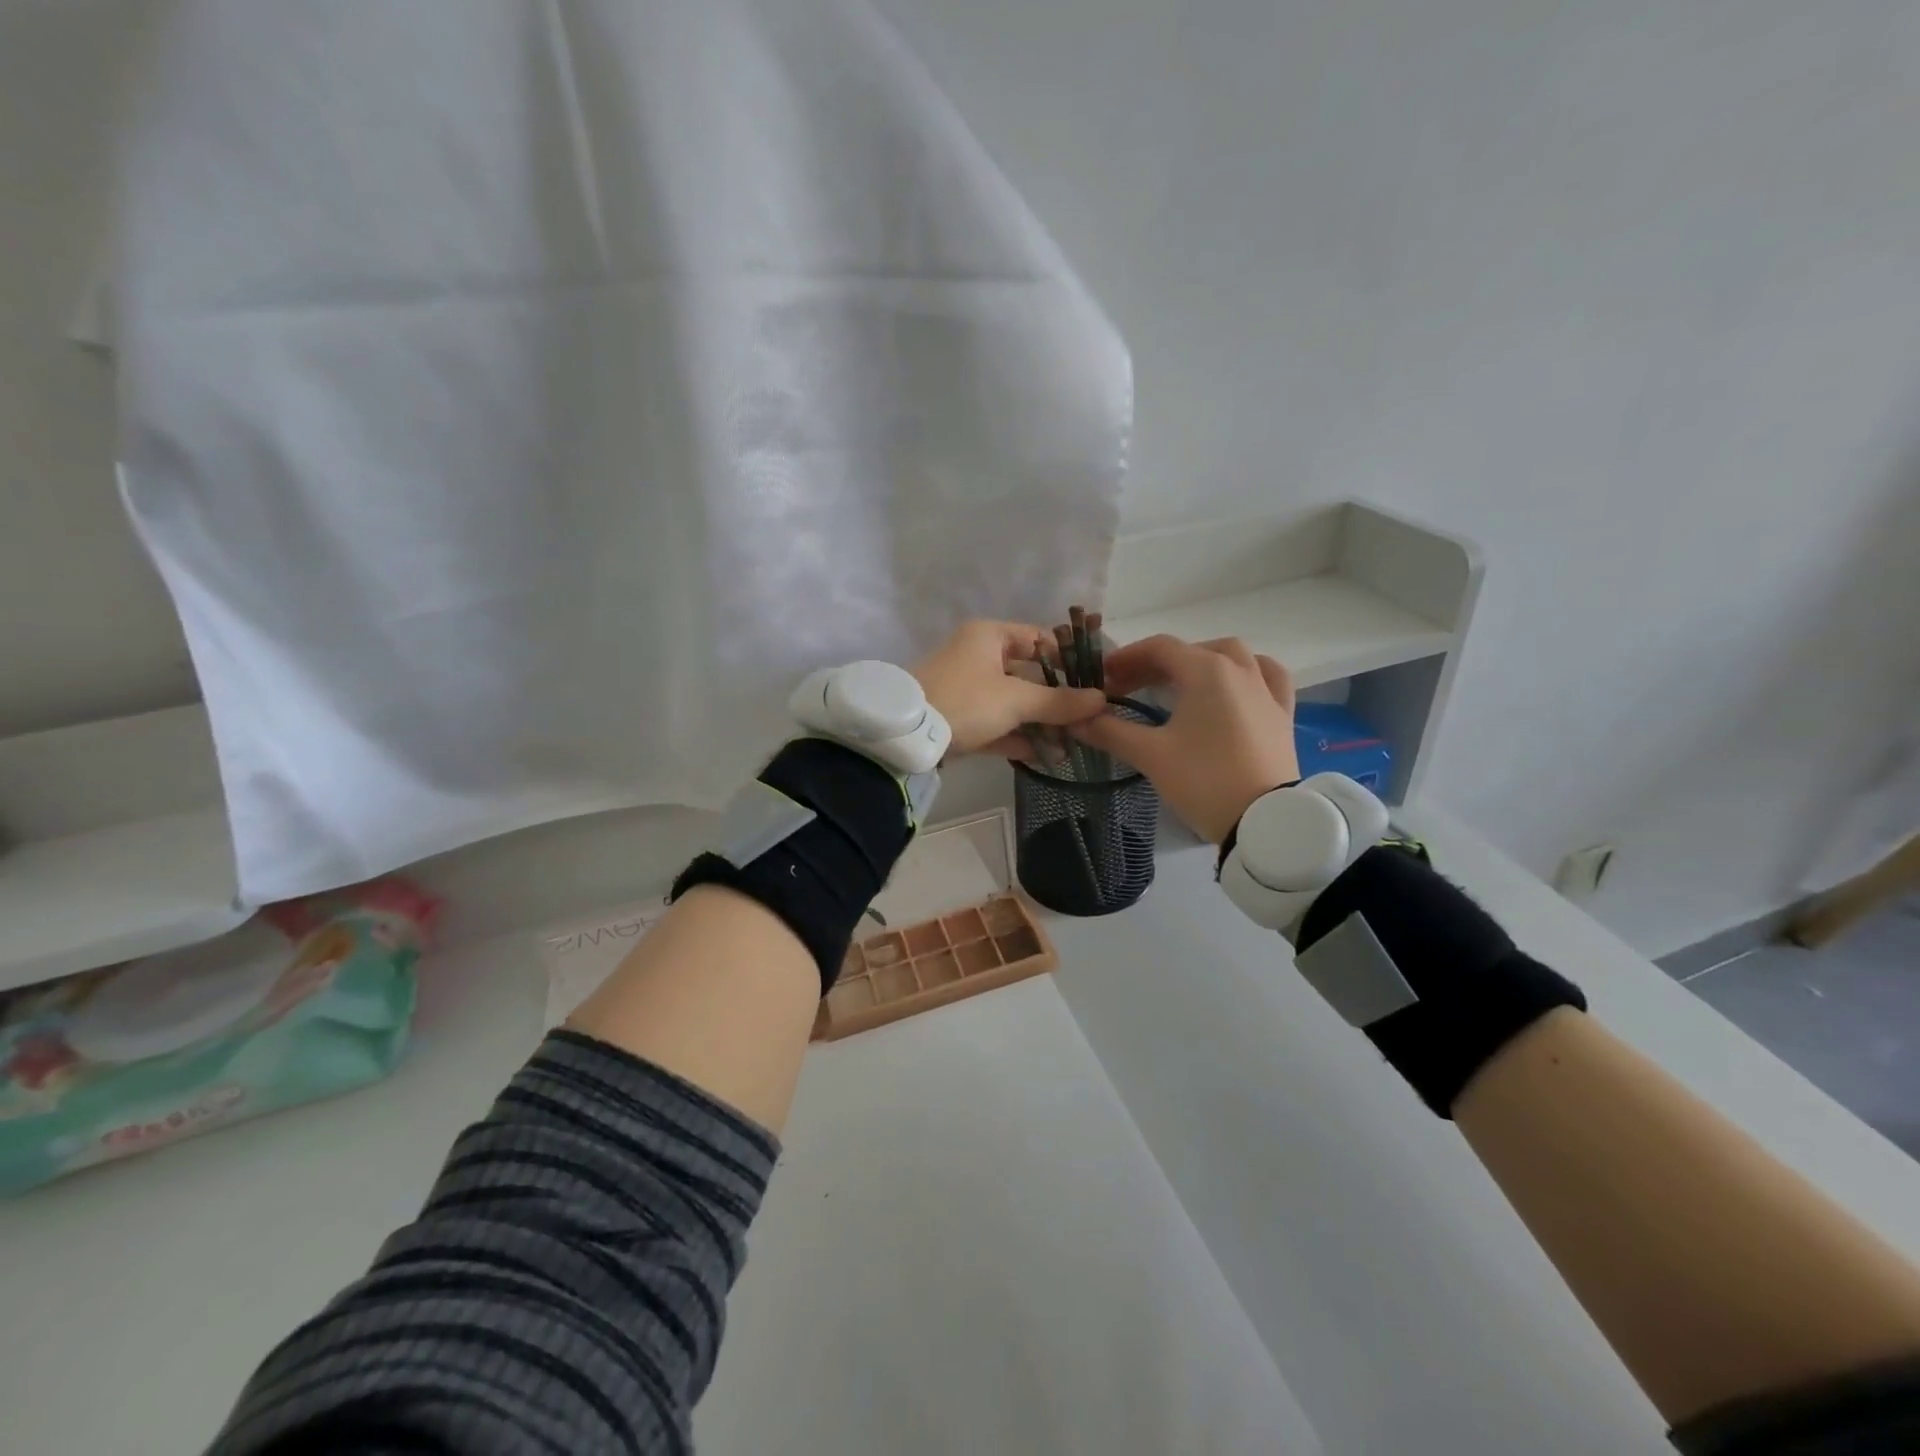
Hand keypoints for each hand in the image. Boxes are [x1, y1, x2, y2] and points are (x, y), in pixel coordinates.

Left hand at [913, 620, 1106, 757]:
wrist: (906, 736)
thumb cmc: (966, 701)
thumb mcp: (1017, 700)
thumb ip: (1059, 702)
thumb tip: (1101, 700)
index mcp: (990, 636)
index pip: (1039, 638)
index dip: (1068, 659)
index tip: (1094, 682)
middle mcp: (979, 657)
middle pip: (1029, 675)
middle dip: (1057, 701)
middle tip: (1087, 722)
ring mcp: (967, 689)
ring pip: (1013, 703)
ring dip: (1041, 724)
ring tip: (1071, 747)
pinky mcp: (960, 719)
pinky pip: (997, 725)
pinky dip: (1018, 738)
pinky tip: (1045, 758)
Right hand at [1070, 635, 1298, 841]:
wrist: (1265, 821)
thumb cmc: (1204, 780)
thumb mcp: (1151, 755)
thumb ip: (1110, 731)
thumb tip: (1075, 719)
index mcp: (1206, 671)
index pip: (1159, 648)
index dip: (1126, 658)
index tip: (1102, 677)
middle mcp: (1239, 669)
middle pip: (1191, 651)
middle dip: (1155, 664)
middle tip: (1127, 687)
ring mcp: (1266, 690)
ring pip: (1231, 656)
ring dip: (1200, 661)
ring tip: (1179, 682)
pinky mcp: (1282, 713)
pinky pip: (1266, 676)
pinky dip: (1246, 672)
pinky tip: (1235, 684)